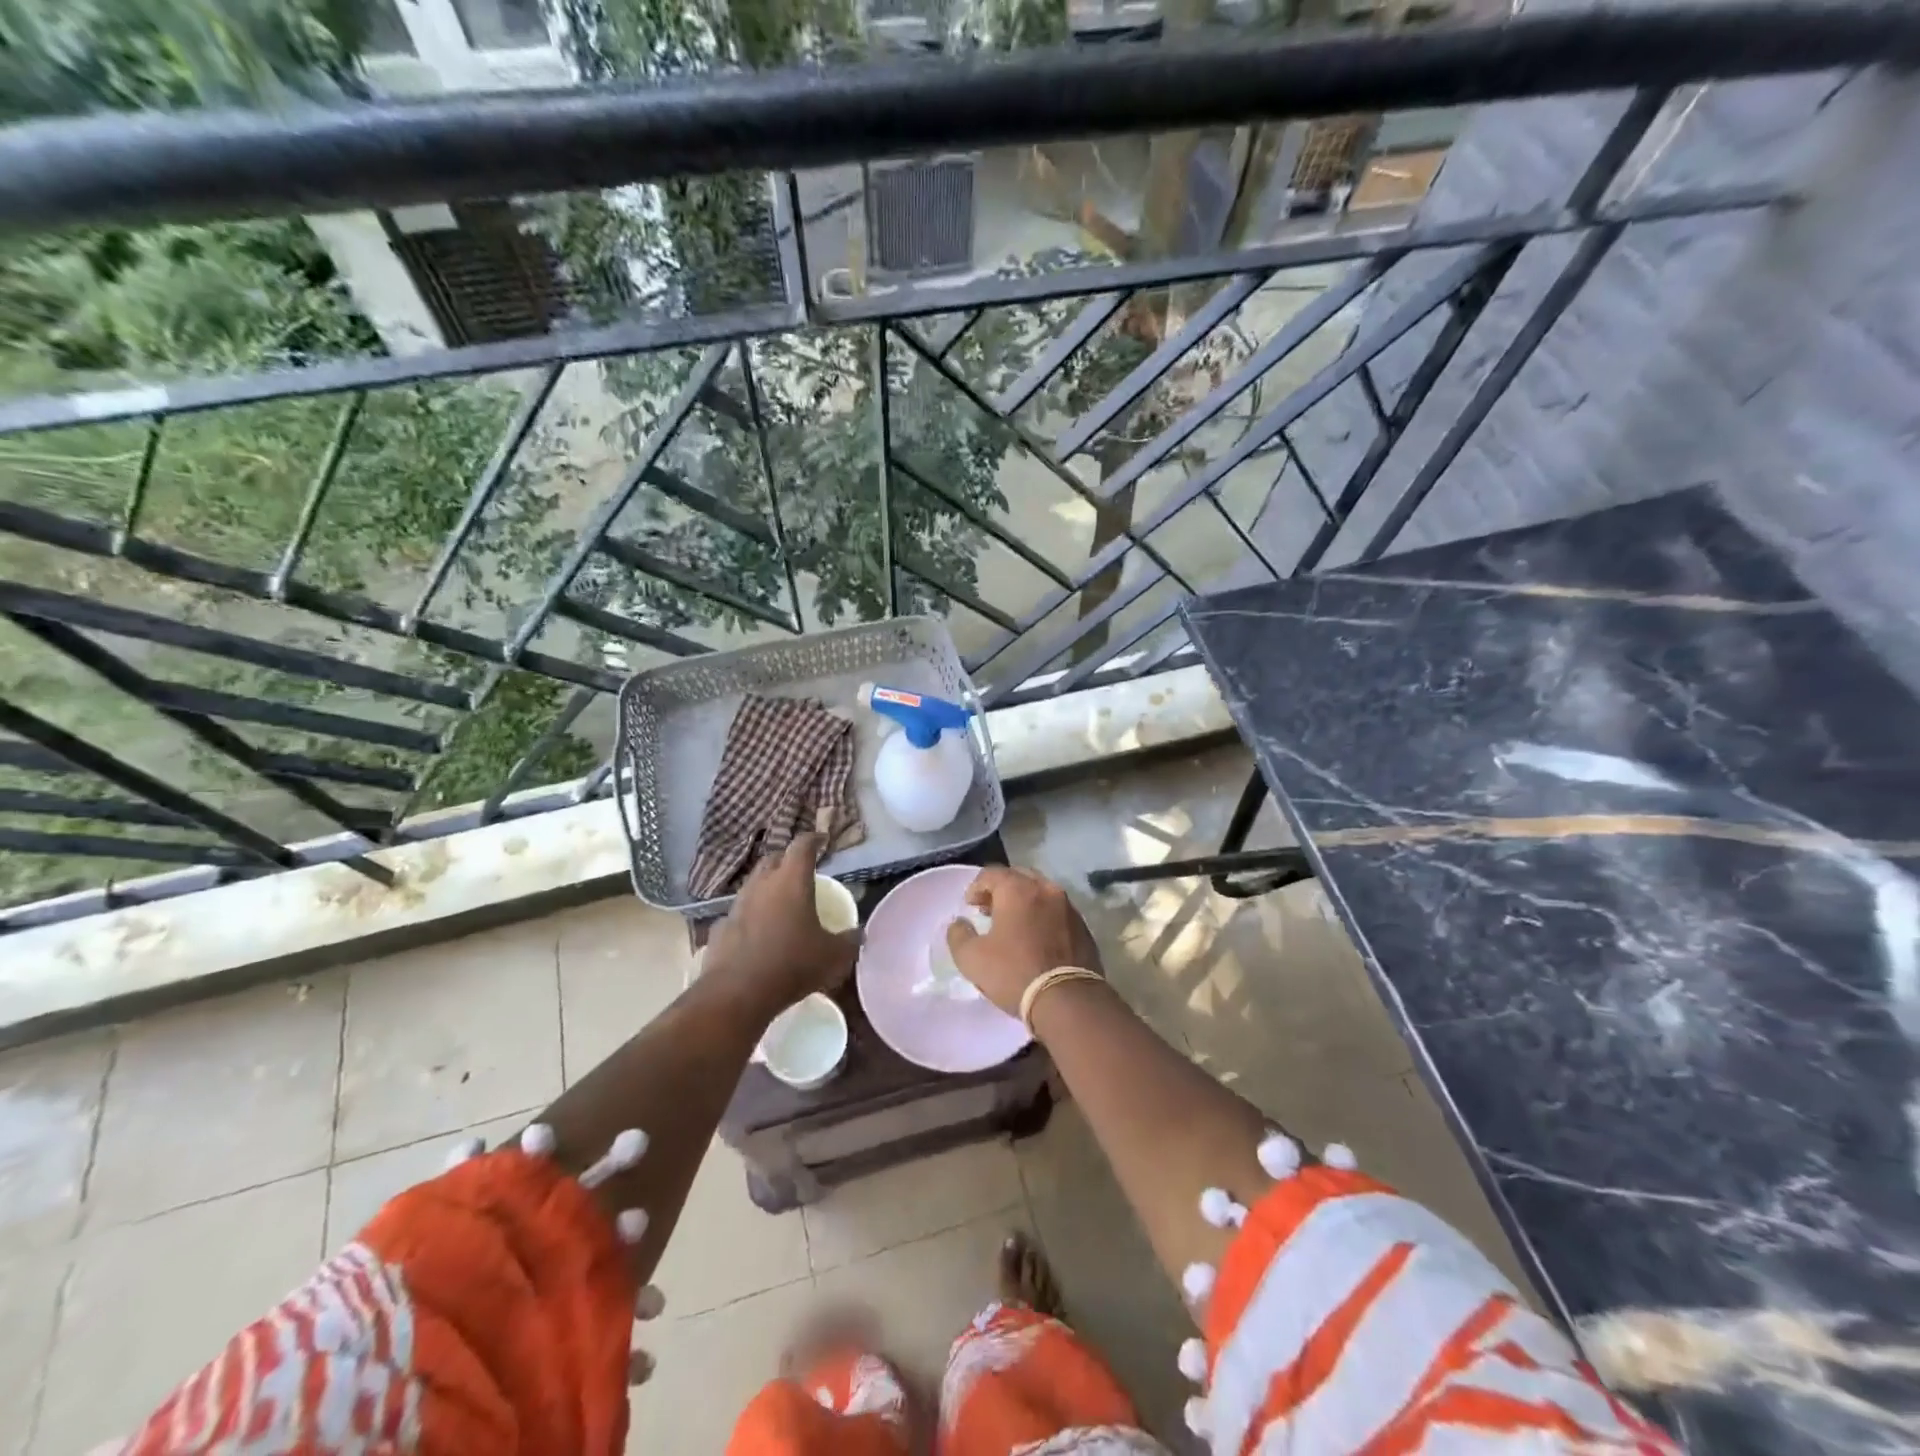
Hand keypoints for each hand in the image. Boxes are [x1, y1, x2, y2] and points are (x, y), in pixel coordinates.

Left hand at [705, 834, 858, 1012]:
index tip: (823, 840)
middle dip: (787, 860)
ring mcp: (736, 905)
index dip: (814, 839)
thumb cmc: (792, 965)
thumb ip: (850, 941)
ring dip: (767, 888)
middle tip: (802, 871)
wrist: (737, 994)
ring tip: (781, 903)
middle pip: (773, 859)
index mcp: (791, 880)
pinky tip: (758, 933)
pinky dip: (751, 916)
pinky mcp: (720, 928)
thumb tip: (859, 934)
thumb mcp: (834, 956)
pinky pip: (739, 913)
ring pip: (753, 885)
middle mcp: (761, 884)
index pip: (802, 845)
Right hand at [945, 867, 1102, 1018]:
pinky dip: (1042, 916)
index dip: (976, 887)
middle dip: (1001, 889)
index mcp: (1018, 889)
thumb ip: (959, 935)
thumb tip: (959, 923)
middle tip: (989, 910)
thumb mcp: (972, 958)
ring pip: (1041, 892)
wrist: (1068, 1000)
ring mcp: (1068, 907)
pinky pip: (1057, 911)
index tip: (970, 906)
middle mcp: (1046, 889)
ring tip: (1012, 925)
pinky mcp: (1083, 927)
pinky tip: (1036, 938)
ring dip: (1024, 902)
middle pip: (1019, 877)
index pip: (991, 873)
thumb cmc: (1015, 973)